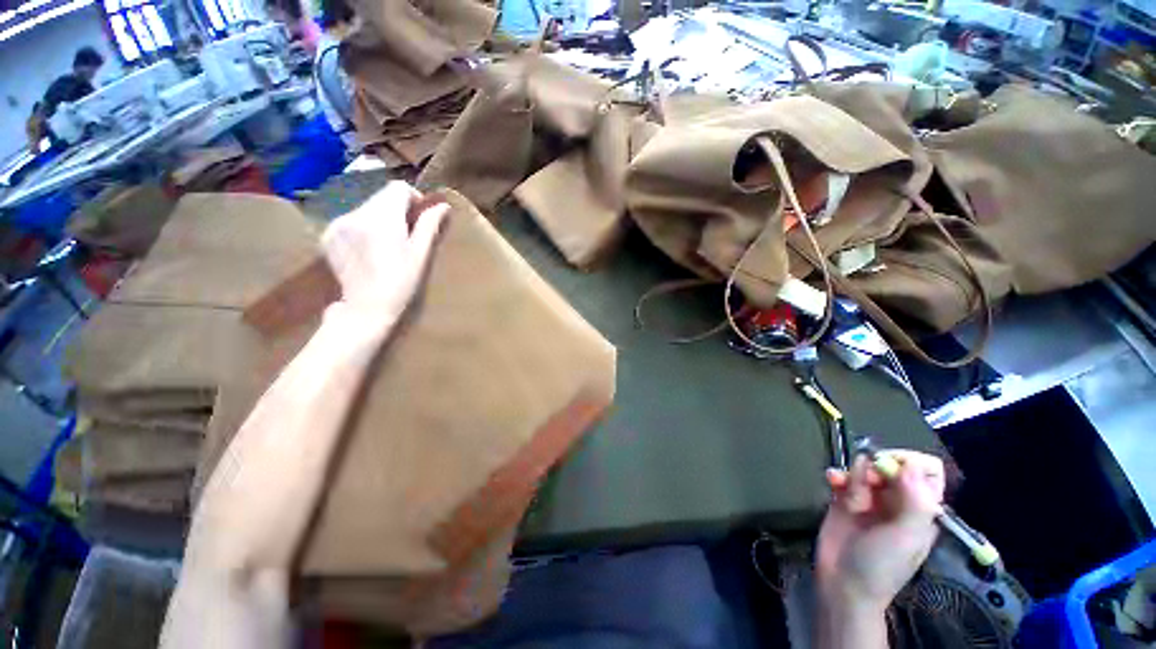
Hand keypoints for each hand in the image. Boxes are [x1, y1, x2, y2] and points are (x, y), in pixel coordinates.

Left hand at [320, 181, 448, 329]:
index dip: (414, 199)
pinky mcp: (328, 236)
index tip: (420, 219)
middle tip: (407, 236)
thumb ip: (430, 226)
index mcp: (382, 218)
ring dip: (380, 219)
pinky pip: (351, 221)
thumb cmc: (401, 284)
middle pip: (381, 197)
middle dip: (397, 210)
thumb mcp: (421, 255)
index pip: (398, 188)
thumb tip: (443, 205)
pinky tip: (369, 251)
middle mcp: (356, 215)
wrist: (366, 310)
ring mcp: (338, 225)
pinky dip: (364, 228)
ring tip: (387, 246)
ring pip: (366, 208)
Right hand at [817, 451, 944, 612]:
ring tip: (848, 493)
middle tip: (869, 482)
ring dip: (855, 475)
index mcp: (920, 508)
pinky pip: (842, 476)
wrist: (844, 583)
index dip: (910, 461)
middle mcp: (897, 500)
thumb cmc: (882, 564)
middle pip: (892, 464)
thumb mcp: (907, 536)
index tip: (892, 466)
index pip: (925, 471)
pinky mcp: (844, 498)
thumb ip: (916, 501)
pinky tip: (832, 482)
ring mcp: (869, 499)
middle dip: (878, 467)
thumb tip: (912, 463)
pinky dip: (837, 475)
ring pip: (865, 467)